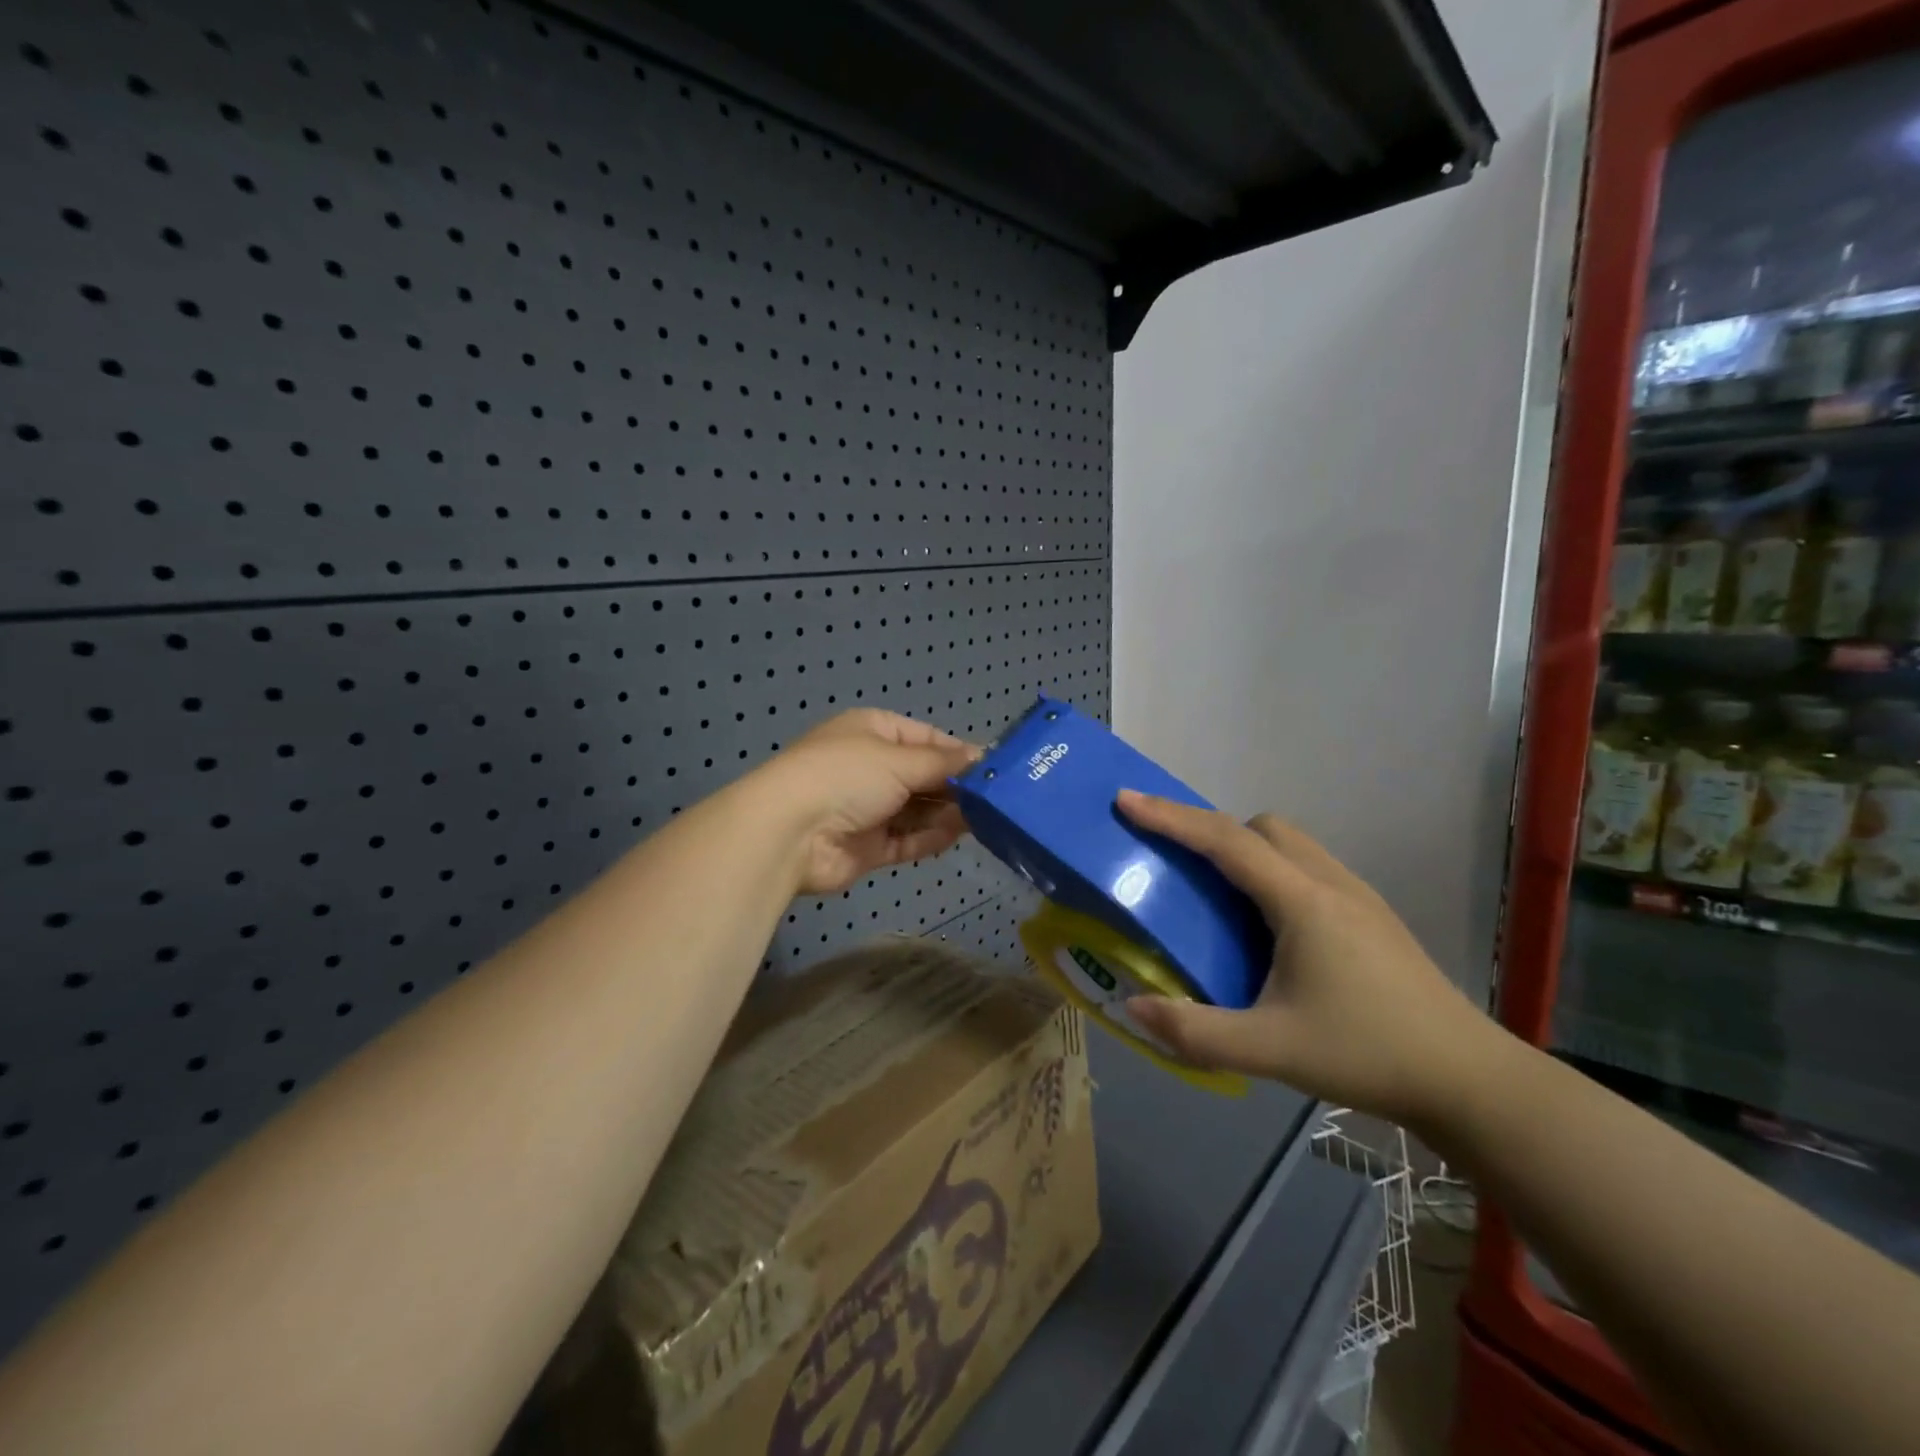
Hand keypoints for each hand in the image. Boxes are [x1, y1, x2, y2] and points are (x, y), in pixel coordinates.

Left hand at [751, 710, 979, 894]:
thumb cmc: (846, 776)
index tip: (993, 769)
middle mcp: (871, 767)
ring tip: (985, 818)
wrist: (790, 832)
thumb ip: (944, 763)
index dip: (958, 753)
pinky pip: (907, 839)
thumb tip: (982, 757)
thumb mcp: (900, 759)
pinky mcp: (868, 846)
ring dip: (947, 813)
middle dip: (956, 787)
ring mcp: (868, 808)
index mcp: (873, 732)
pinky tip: (958, 836)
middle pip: (924, 776)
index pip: (926, 738)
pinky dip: (930, 838)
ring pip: (918, 810)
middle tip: (995, 799)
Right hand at [1116, 792, 1502, 1126]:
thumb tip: (1132, 1007)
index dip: (1170, 817)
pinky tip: (1270, 927)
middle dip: (1211, 831)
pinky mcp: (1373, 915)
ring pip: (1290, 844)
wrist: (1469, 1079)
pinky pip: (1308, 867)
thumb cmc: (1367, 1054)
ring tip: (1220, 897)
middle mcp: (1329, 883)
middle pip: (1260, 828)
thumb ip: (1195, 1031)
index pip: (1225, 841)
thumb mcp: (1270, 1050)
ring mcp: (1358, 896)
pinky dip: (1273, 872)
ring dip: (1245, 851)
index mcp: (1302, 901)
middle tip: (1178, 865)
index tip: (1126, 800)